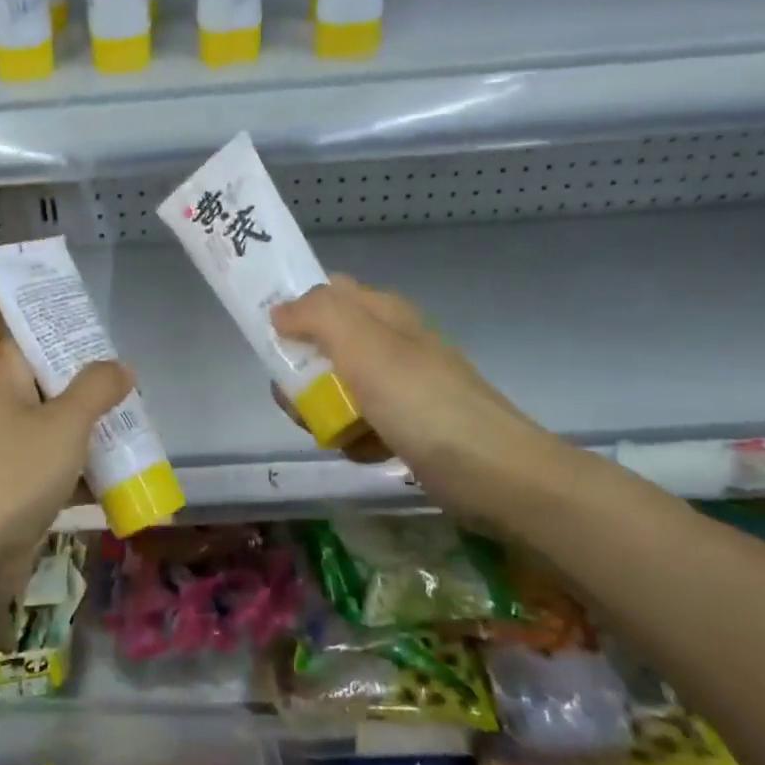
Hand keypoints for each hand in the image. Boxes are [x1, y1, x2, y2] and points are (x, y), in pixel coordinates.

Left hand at [0, 340, 131, 563]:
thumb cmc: (16, 472)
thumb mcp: (65, 422)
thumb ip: (96, 389)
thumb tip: (120, 366)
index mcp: (5, 382)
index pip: (32, 341)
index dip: (64, 335)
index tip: (104, 339)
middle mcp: (5, 411)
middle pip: (52, 388)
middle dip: (93, 392)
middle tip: (133, 393)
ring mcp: (10, 453)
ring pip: (60, 432)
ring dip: (95, 435)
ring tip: (138, 434)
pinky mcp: (19, 492)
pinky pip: (59, 472)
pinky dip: (87, 475)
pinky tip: (123, 482)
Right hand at [270, 274, 570, 522]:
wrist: (493, 472)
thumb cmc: (422, 402)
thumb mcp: (363, 345)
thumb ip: (317, 314)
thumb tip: (279, 310)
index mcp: (382, 312)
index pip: (325, 291)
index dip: (294, 308)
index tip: (270, 340)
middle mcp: (389, 342)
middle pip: (322, 345)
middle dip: (301, 374)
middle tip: (300, 401)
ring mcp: (399, 385)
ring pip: (336, 388)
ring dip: (323, 411)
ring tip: (332, 433)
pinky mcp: (406, 424)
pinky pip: (360, 422)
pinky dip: (353, 436)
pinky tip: (364, 450)